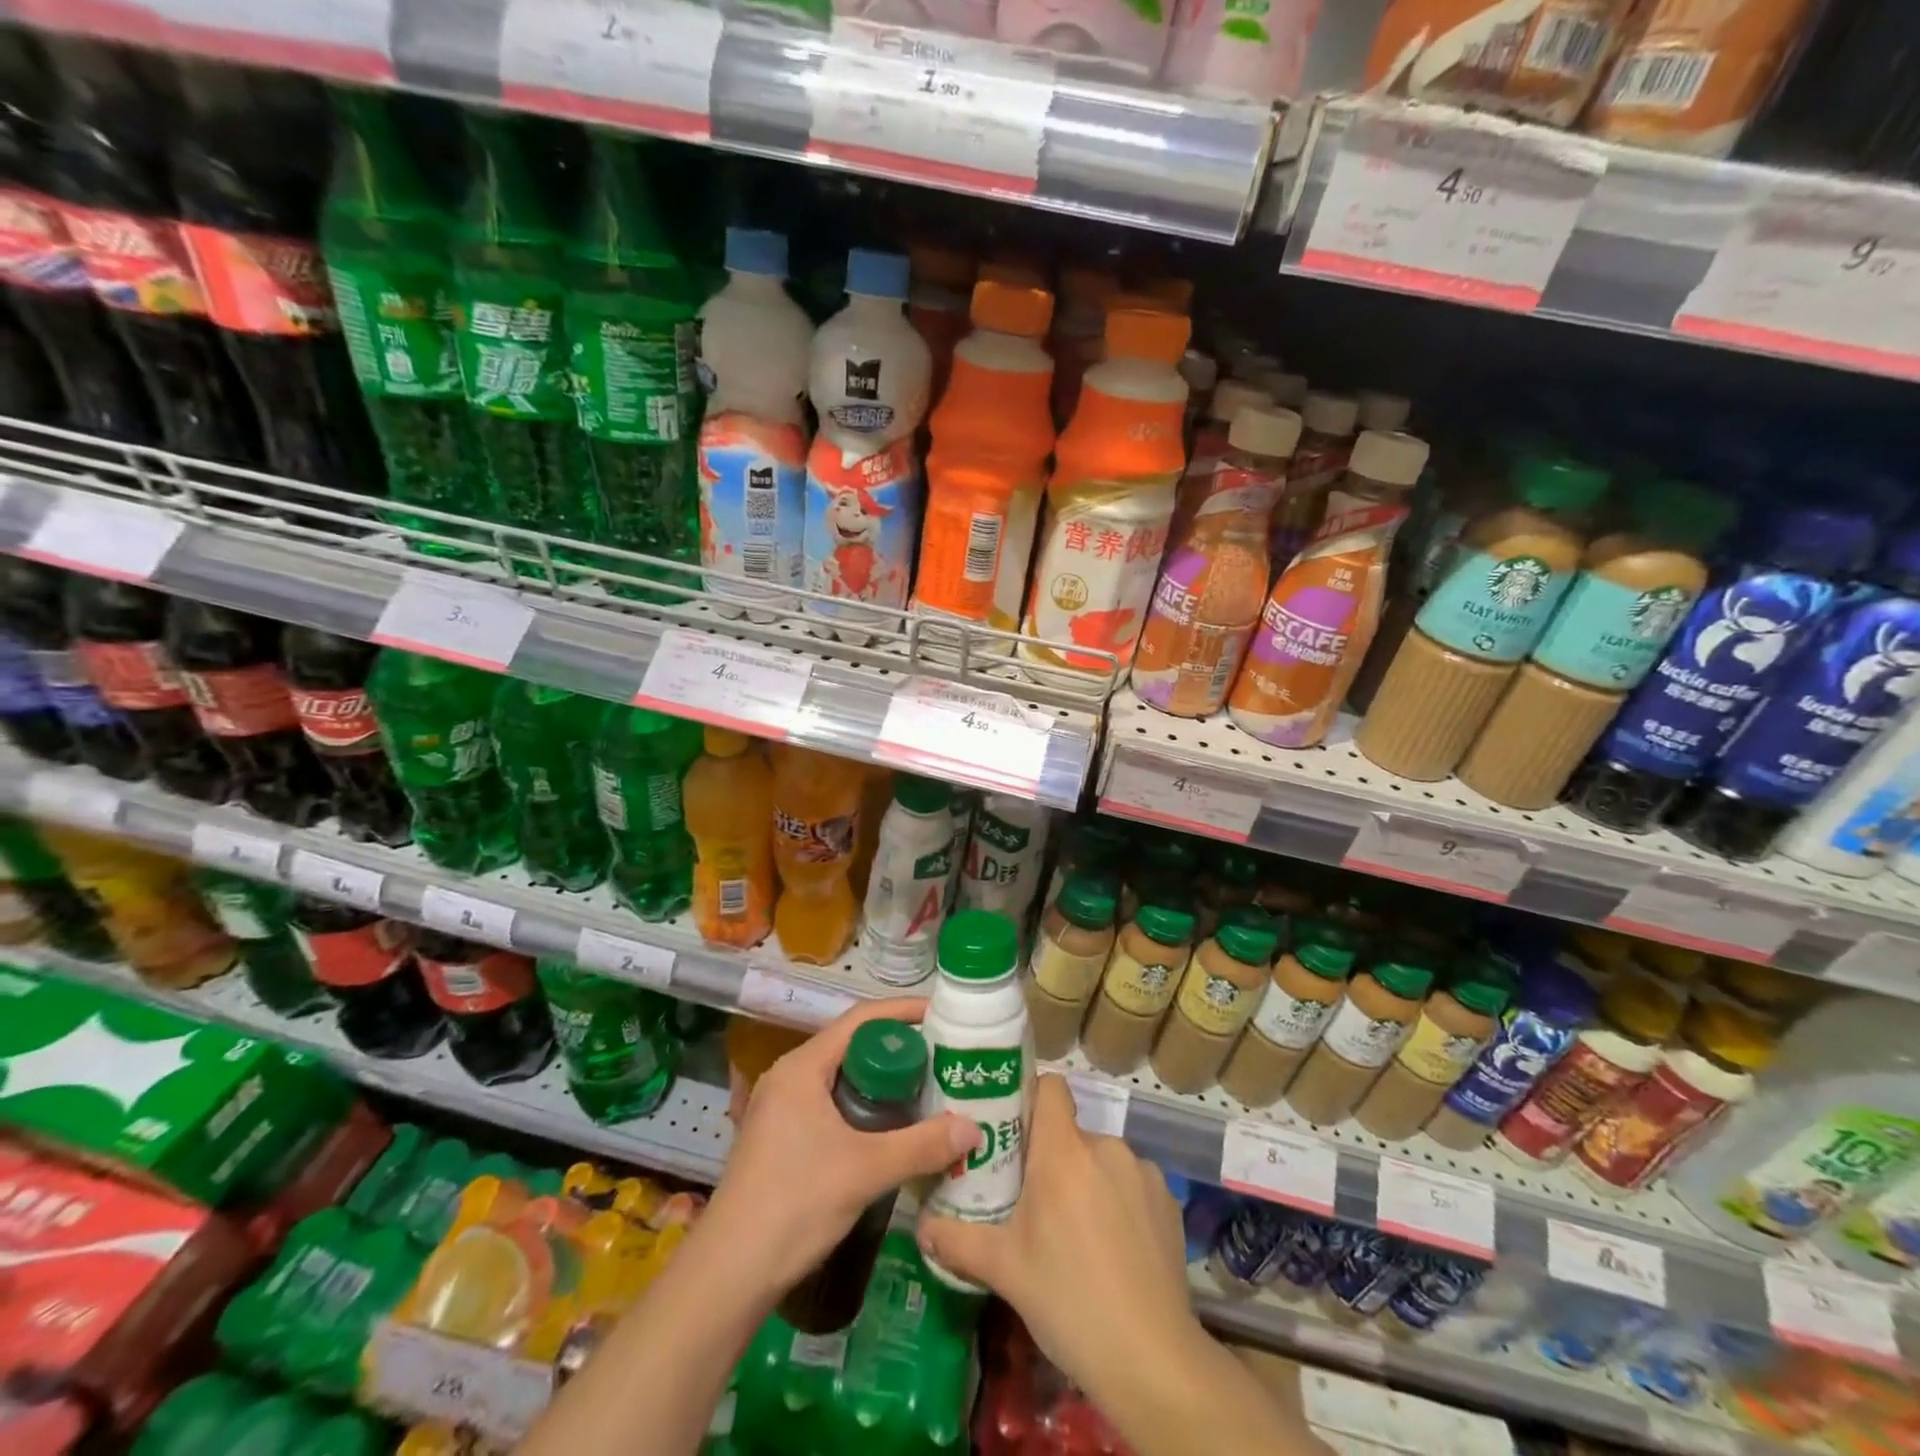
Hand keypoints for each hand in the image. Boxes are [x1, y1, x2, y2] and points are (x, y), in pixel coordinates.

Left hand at [707, 998, 978, 1296]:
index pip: (859, 1019)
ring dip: (880, 1082)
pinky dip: (861, 1107)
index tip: (940, 1014)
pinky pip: (829, 1103)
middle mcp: (788, 1077)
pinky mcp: (779, 1137)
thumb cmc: (795, 1204)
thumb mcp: (866, 1171)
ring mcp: (780, 1108)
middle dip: (896, 1049)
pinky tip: (888, 1131)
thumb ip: (921, 1146)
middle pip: (851, 1046)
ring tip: (924, 1092)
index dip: (902, 1012)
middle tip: (940, 1059)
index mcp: (802, 1067)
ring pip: (840, 1078)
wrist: (729, 1273)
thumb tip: (973, 1128)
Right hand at [915, 1074, 1201, 1392]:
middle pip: (1071, 1134)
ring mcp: (1143, 1172)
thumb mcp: (1004, 1270)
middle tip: (1036, 1206)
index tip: (1015, 1130)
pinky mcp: (1168, 1201)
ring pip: (1102, 1161)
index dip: (1032, 1098)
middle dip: (1054, 1160)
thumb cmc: (1068, 1301)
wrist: (1153, 1359)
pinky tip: (1116, 1252)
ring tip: (1078, 1237)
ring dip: (1088, 1183)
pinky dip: (1121, 1204)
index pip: (1051, 1087)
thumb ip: (957, 1240)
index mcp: (1063, 1151)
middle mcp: (1106, 1146)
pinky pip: (1133, 1185)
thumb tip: (920, 1226)